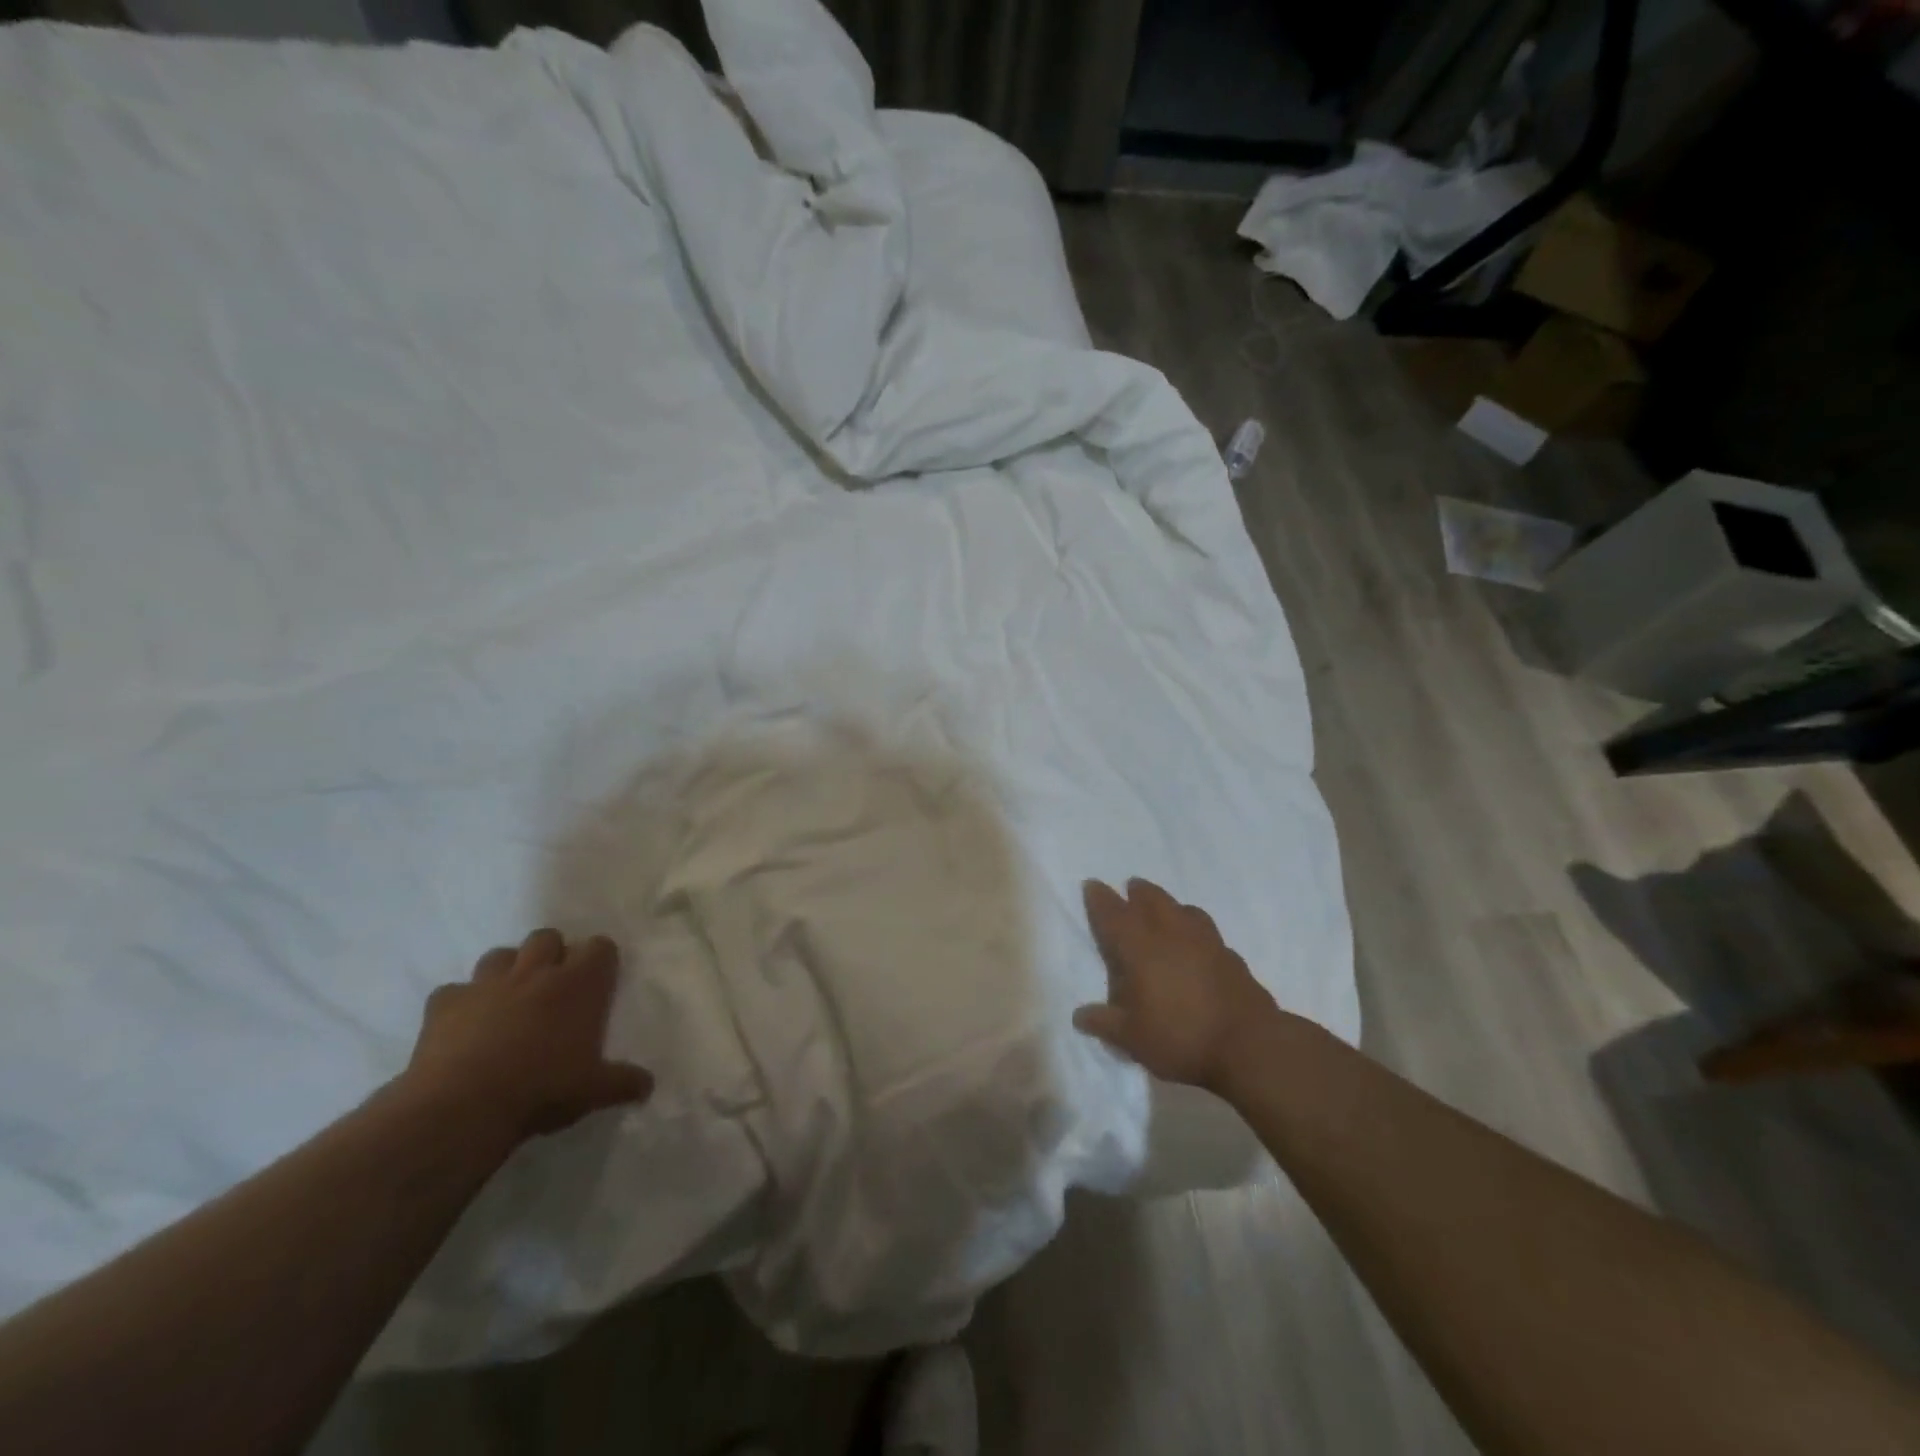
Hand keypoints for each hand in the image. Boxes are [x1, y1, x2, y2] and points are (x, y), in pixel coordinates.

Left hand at [403, 930, 653, 1145]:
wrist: (462, 1107)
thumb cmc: (542, 1089)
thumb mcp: (594, 1090)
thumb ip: (623, 1082)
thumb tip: (648, 1085)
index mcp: (578, 984)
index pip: (600, 947)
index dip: (600, 960)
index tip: (599, 981)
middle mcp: (535, 972)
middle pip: (547, 937)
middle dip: (552, 954)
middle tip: (553, 987)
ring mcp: (487, 985)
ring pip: (500, 955)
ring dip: (507, 970)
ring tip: (509, 1000)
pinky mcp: (445, 1004)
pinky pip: (452, 992)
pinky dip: (460, 1003)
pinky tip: (462, 1025)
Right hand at [1073, 878, 1279, 1091]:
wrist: (1249, 1046)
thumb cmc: (1180, 1037)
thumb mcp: (1132, 1038)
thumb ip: (1104, 1023)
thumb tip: (1080, 1016)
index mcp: (1140, 948)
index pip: (1114, 915)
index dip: (1100, 899)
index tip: (1092, 885)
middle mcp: (1171, 935)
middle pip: (1152, 900)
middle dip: (1139, 892)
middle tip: (1131, 887)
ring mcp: (1206, 942)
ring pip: (1183, 909)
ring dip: (1169, 904)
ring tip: (1164, 909)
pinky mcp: (1231, 957)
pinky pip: (1207, 931)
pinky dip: (1195, 928)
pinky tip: (1196, 944)